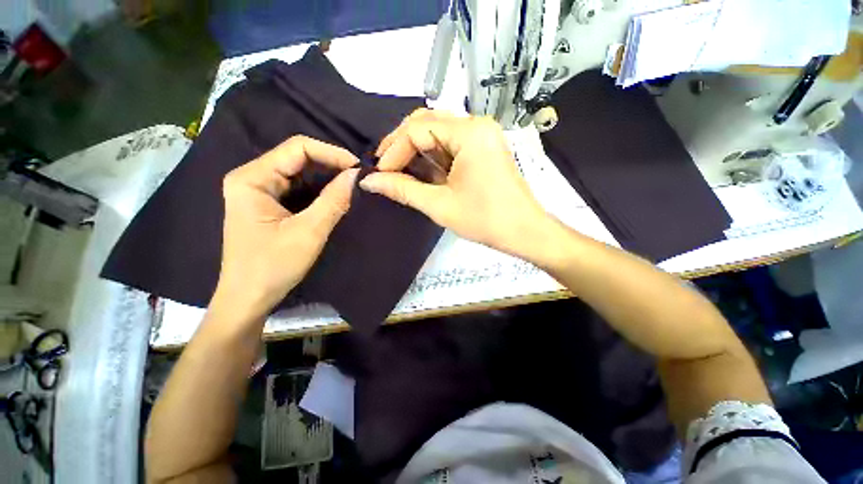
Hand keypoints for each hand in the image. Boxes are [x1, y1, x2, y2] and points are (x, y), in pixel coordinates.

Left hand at [213, 136, 358, 320]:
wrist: (244, 301)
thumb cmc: (270, 269)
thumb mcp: (306, 235)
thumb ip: (333, 200)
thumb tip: (357, 174)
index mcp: (251, 177)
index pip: (297, 147)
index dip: (330, 153)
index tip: (357, 167)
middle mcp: (247, 175)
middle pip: (293, 156)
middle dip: (326, 166)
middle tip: (355, 178)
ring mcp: (250, 187)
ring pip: (292, 170)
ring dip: (319, 177)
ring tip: (346, 185)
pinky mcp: (255, 200)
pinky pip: (286, 184)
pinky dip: (308, 189)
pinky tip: (326, 196)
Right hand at [360, 109, 553, 258]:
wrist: (526, 230)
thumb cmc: (487, 219)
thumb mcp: (439, 204)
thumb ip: (401, 188)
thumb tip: (367, 181)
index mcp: (469, 132)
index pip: (417, 129)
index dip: (394, 151)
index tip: (379, 174)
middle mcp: (476, 123)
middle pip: (426, 120)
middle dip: (401, 143)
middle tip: (383, 167)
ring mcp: (482, 131)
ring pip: (436, 126)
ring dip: (414, 145)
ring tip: (397, 168)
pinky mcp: (483, 142)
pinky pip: (449, 137)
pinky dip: (431, 150)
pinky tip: (419, 168)